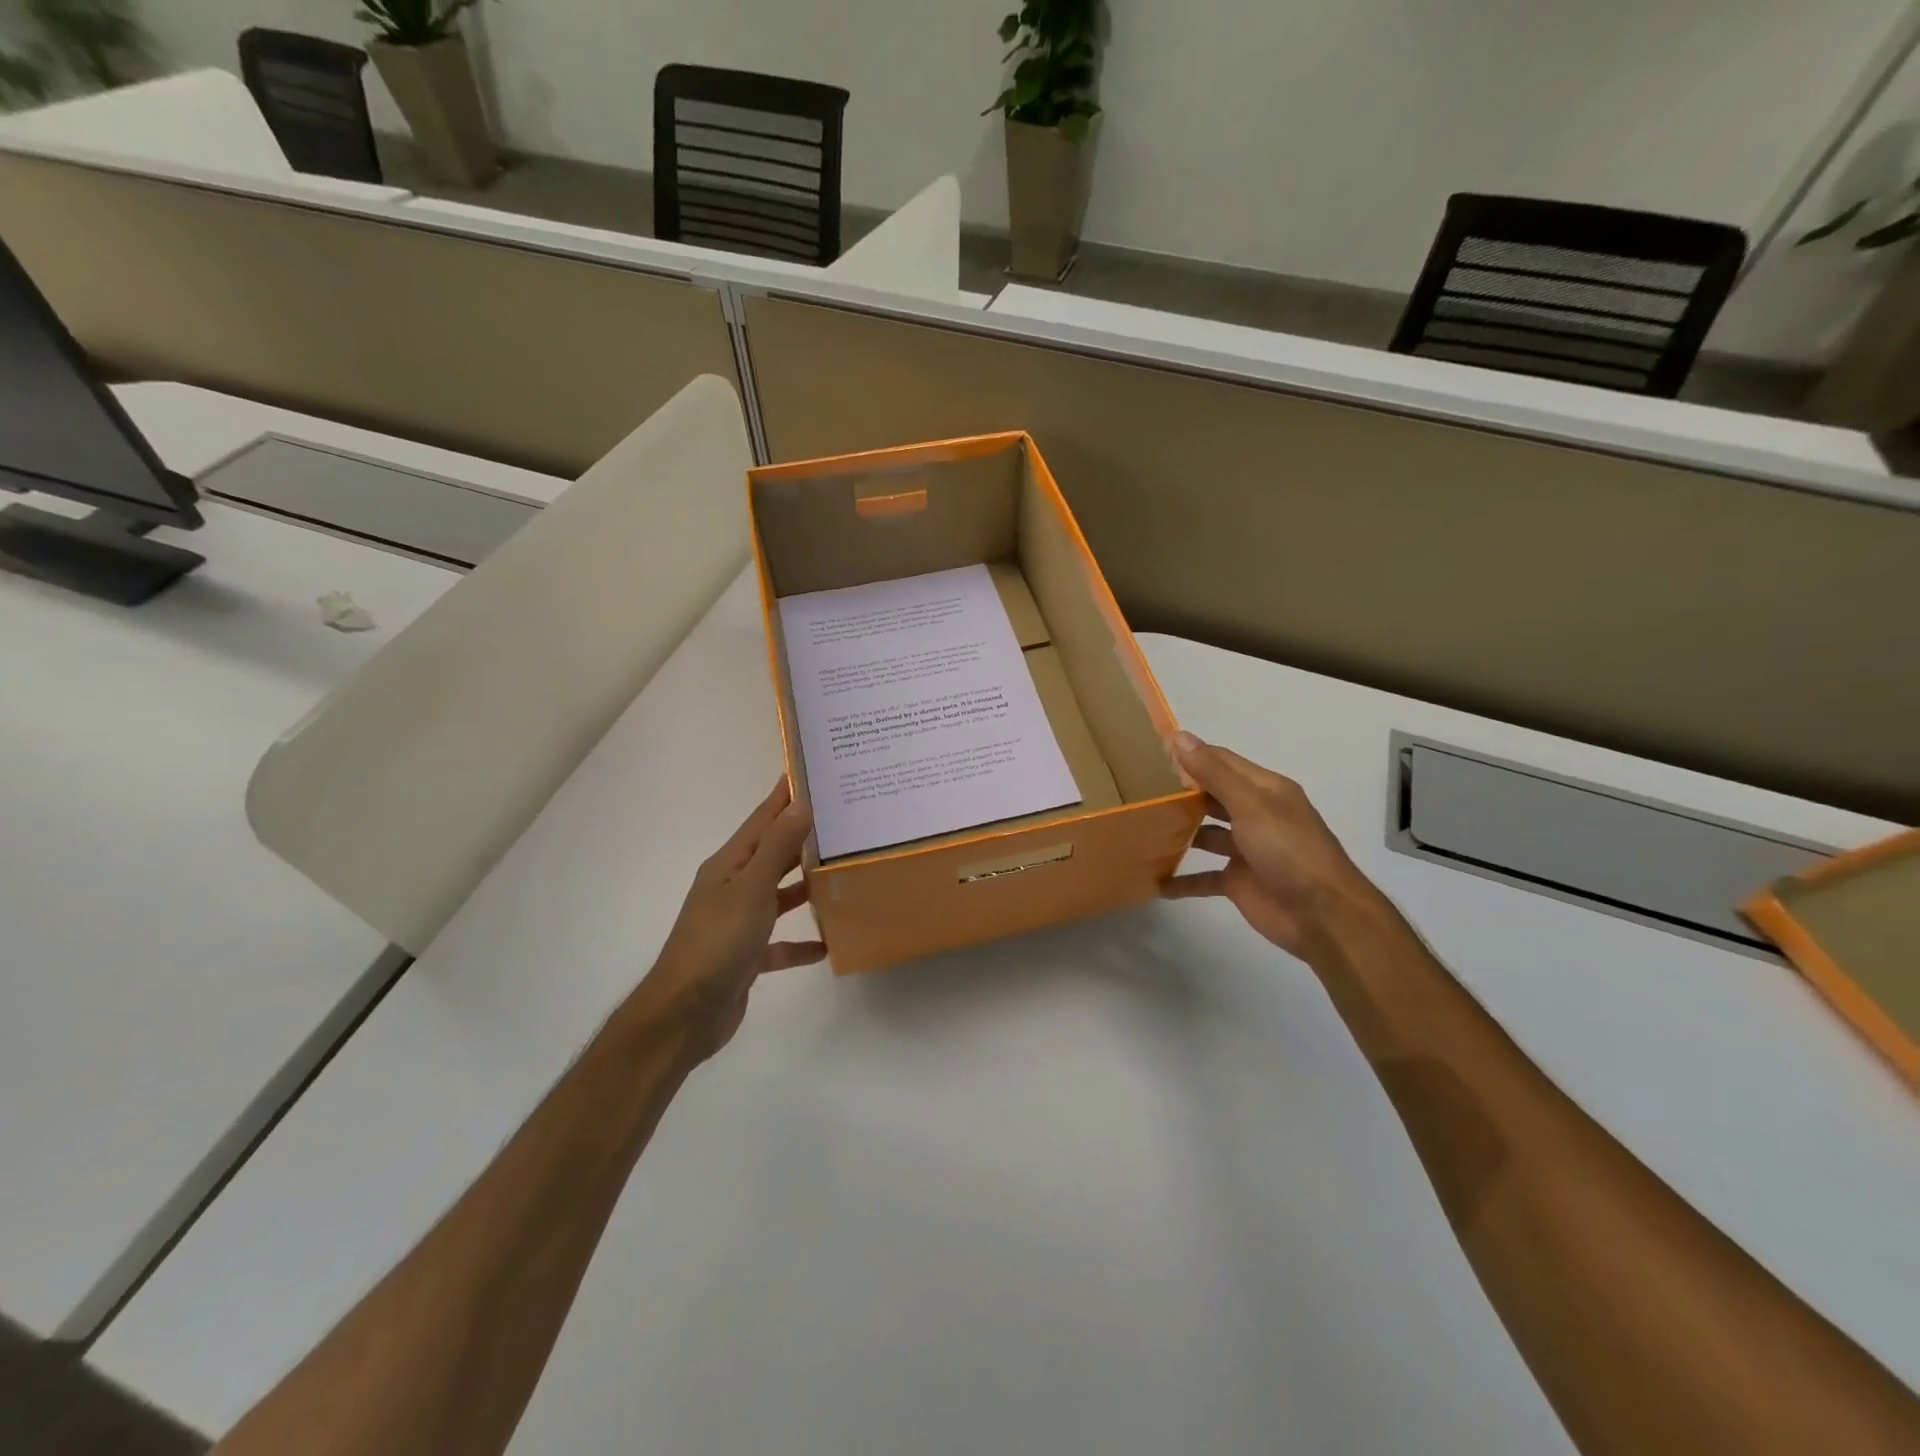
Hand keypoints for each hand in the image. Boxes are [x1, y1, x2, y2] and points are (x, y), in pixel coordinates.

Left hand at [638, 779, 825, 1059]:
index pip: (761, 820)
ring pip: (777, 896)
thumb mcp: (752, 888)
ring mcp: (737, 923)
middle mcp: (731, 888)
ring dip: (804, 887)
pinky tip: (827, 944)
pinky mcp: (745, 957)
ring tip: (841, 874)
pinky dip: (800, 942)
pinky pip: (779, 942)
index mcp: (729, 865)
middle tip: (841, 820)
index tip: (809, 773)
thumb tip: (801, 804)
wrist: (685, 1014)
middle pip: (771, 854)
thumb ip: (778, 847)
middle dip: (802, 837)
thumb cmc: (718, 941)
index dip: (783, 796)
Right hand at [1162, 731, 1378, 957]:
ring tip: (1140, 828)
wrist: (1322, 916)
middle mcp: (1255, 814)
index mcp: (1264, 790)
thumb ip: (1213, 773)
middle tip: (1136, 788)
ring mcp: (1246, 849)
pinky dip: (1182, 880)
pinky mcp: (1238, 881)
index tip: (1150, 752)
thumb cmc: (1289, 850)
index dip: (1189, 754)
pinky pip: (1204, 877)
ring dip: (1178, 832)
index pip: (1221, 761)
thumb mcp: (1251, 805)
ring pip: (1205, 834)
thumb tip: (1179, 736)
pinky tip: (1155, 881)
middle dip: (1179, 792)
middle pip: (1211, 796)